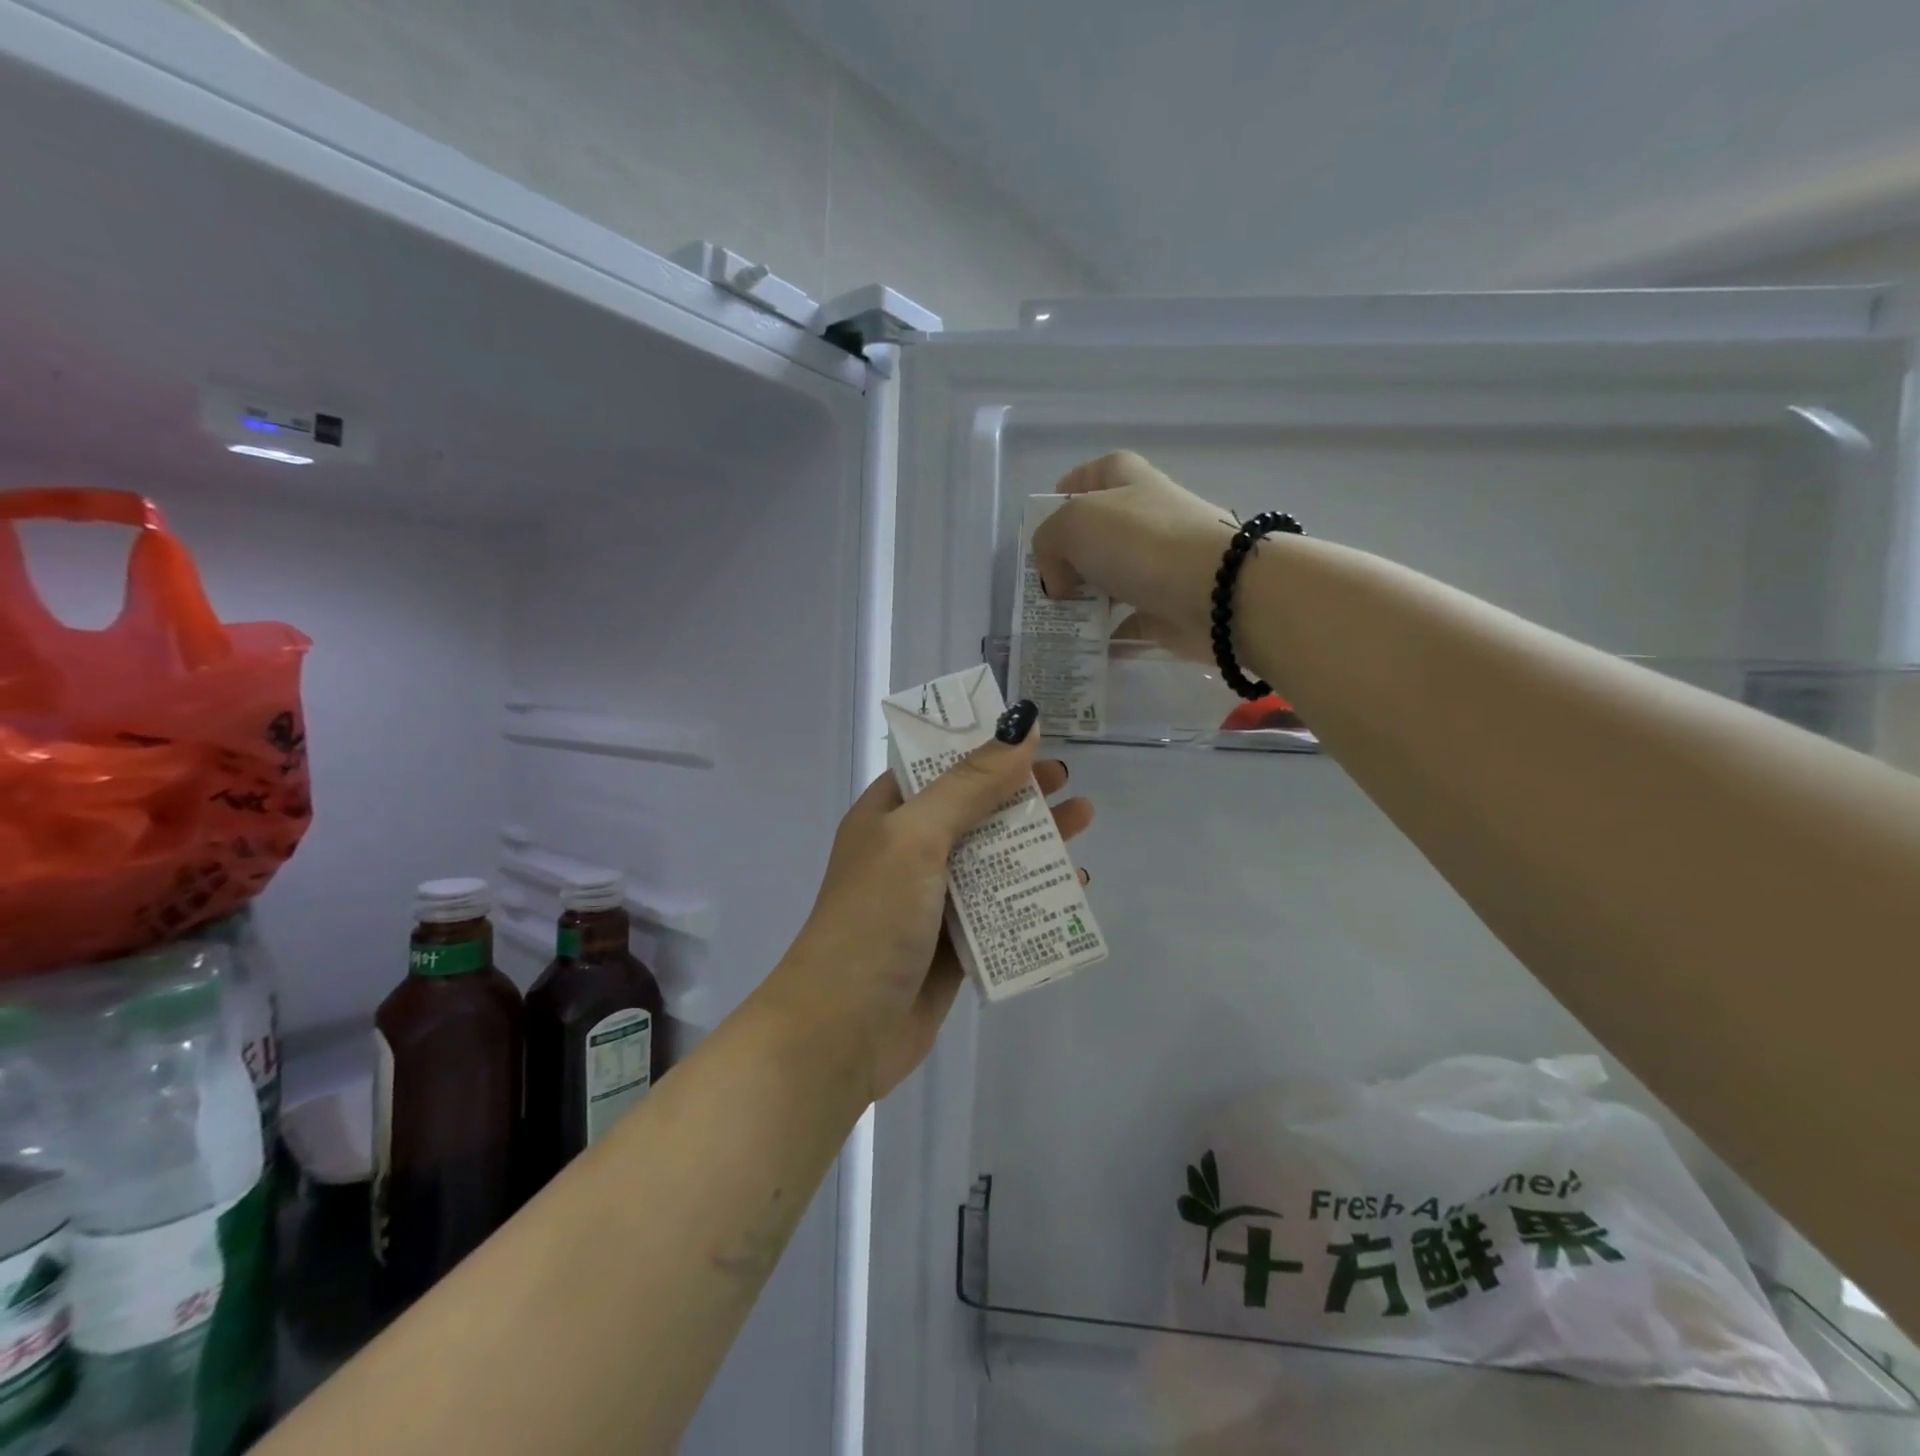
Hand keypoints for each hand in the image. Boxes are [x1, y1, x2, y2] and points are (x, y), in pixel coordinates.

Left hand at [768, 717, 1092, 1102]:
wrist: (842, 1031)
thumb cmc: (874, 918)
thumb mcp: (917, 836)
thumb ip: (970, 784)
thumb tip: (1021, 727)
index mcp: (888, 816)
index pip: (938, 766)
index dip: (982, 748)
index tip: (1029, 737)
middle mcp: (908, 852)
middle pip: (973, 810)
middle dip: (1019, 794)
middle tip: (1067, 782)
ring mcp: (931, 900)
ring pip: (992, 859)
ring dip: (1034, 841)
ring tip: (1083, 821)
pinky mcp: (953, 945)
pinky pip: (1000, 909)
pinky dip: (1033, 894)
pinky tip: (1072, 888)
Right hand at [1031, 451, 1236, 660]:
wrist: (1219, 591)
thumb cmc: (1142, 542)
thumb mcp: (1073, 526)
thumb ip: (1048, 545)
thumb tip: (1060, 581)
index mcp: (1128, 480)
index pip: (1093, 474)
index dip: (1068, 493)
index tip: (1046, 525)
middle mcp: (1147, 516)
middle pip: (1099, 533)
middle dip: (1069, 559)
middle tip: (1046, 585)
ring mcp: (1162, 562)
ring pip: (1113, 579)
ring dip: (1087, 600)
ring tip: (1059, 623)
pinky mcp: (1171, 605)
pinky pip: (1131, 622)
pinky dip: (1110, 636)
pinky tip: (1088, 648)